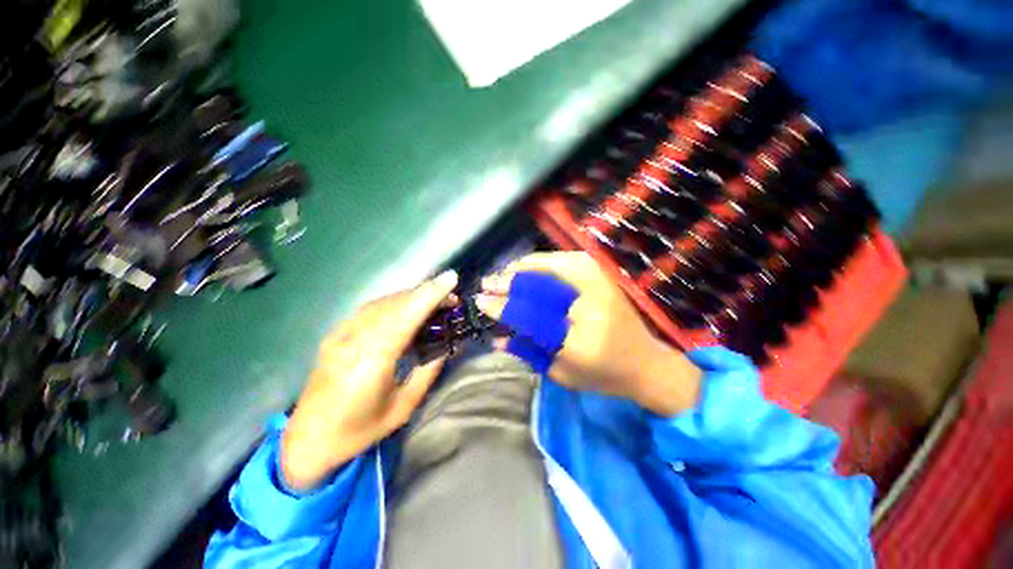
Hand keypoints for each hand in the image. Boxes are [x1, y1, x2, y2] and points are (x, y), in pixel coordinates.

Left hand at [281, 270, 458, 491]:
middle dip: (425, 293)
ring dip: (411, 297)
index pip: (405, 316)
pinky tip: (406, 308)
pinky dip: (393, 303)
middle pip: (394, 304)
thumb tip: (447, 346)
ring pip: (382, 303)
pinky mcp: (334, 335)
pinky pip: (369, 310)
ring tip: (433, 300)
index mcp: (371, 361)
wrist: (307, 440)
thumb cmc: (359, 430)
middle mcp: (353, 340)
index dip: (429, 294)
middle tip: (450, 296)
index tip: (451, 279)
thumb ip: (427, 372)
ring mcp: (340, 335)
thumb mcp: (403, 407)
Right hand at [476, 252, 700, 415]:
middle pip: (537, 285)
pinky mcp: (601, 275)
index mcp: (578, 336)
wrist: (646, 361)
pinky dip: (542, 262)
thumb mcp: (561, 374)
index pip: (529, 314)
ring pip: (550, 264)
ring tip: (504, 274)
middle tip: (487, 282)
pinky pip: (564, 260)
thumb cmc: (603, 375)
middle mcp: (588, 302)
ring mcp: (597, 283)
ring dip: (522, 268)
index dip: (502, 306)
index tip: (481, 302)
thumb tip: (497, 337)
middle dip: (508, 282)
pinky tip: (529, 268)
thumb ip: (528, 353)